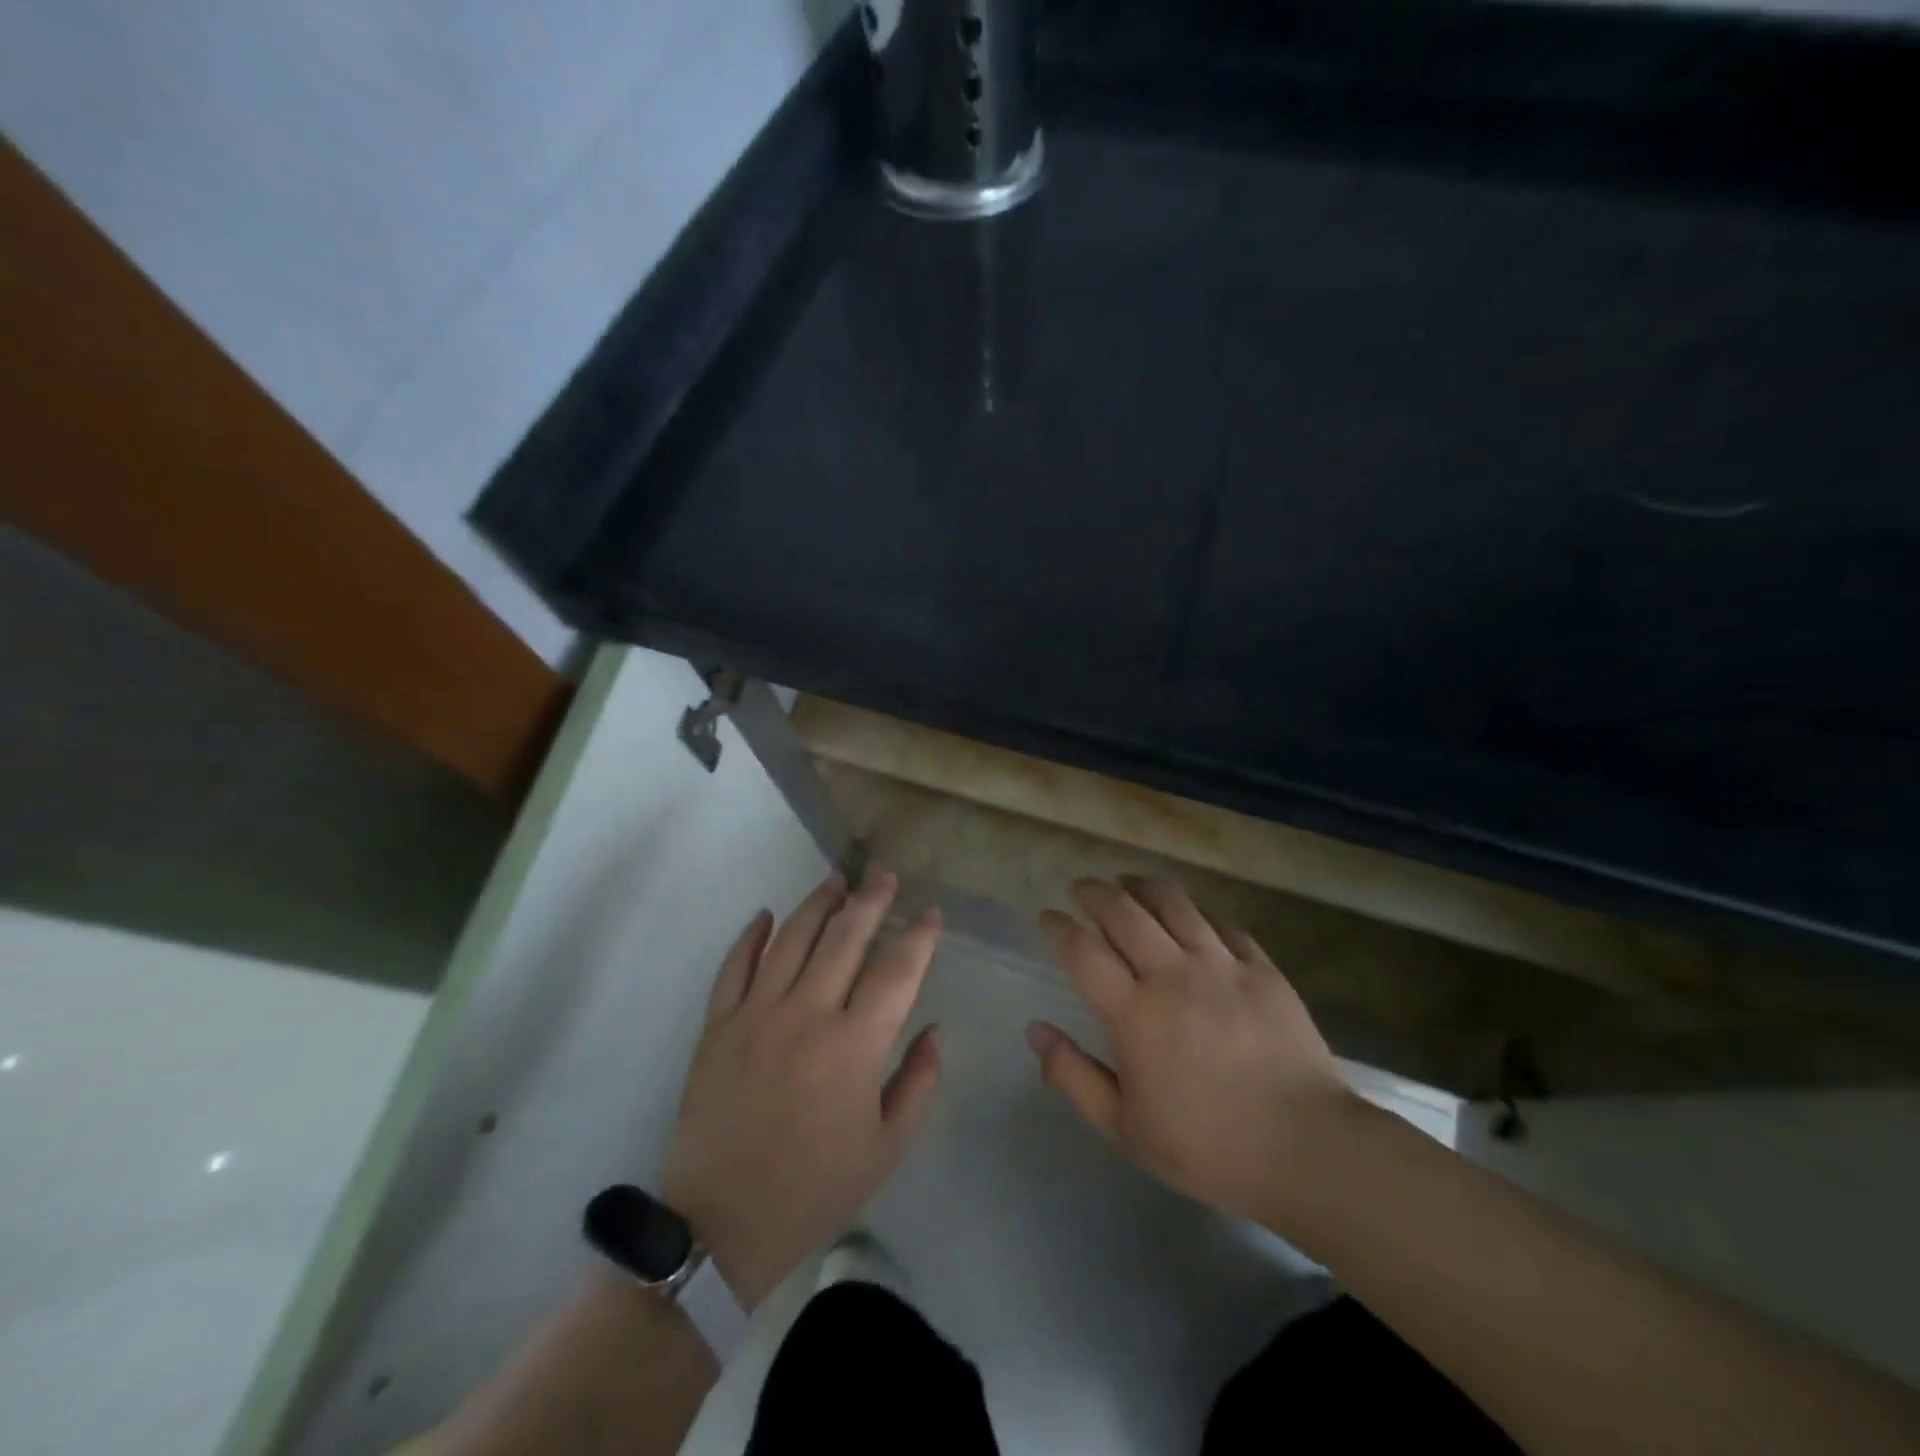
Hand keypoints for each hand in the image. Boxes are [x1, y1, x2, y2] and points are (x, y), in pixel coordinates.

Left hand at [662, 870, 941, 1310]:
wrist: (720, 1224)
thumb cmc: (814, 1188)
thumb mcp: (886, 1149)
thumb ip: (918, 1082)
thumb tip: (934, 1029)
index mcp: (855, 1045)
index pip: (896, 970)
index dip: (918, 936)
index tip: (930, 914)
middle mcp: (807, 1014)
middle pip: (844, 937)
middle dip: (871, 900)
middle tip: (885, 876)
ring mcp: (756, 1014)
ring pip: (791, 938)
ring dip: (817, 903)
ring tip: (837, 879)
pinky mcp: (718, 1025)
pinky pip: (735, 965)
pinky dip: (750, 936)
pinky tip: (766, 914)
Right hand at [1026, 875, 1353, 1225]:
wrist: (1308, 1150)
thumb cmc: (1208, 1147)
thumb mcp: (1125, 1128)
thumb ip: (1073, 1076)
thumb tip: (1035, 1030)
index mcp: (1135, 1013)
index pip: (1083, 951)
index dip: (1059, 927)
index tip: (1048, 917)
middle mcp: (1173, 975)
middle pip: (1124, 912)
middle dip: (1095, 892)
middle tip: (1082, 888)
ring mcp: (1222, 965)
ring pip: (1174, 903)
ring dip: (1142, 886)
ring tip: (1128, 883)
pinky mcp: (1262, 968)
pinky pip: (1222, 923)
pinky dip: (1196, 910)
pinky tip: (1189, 912)